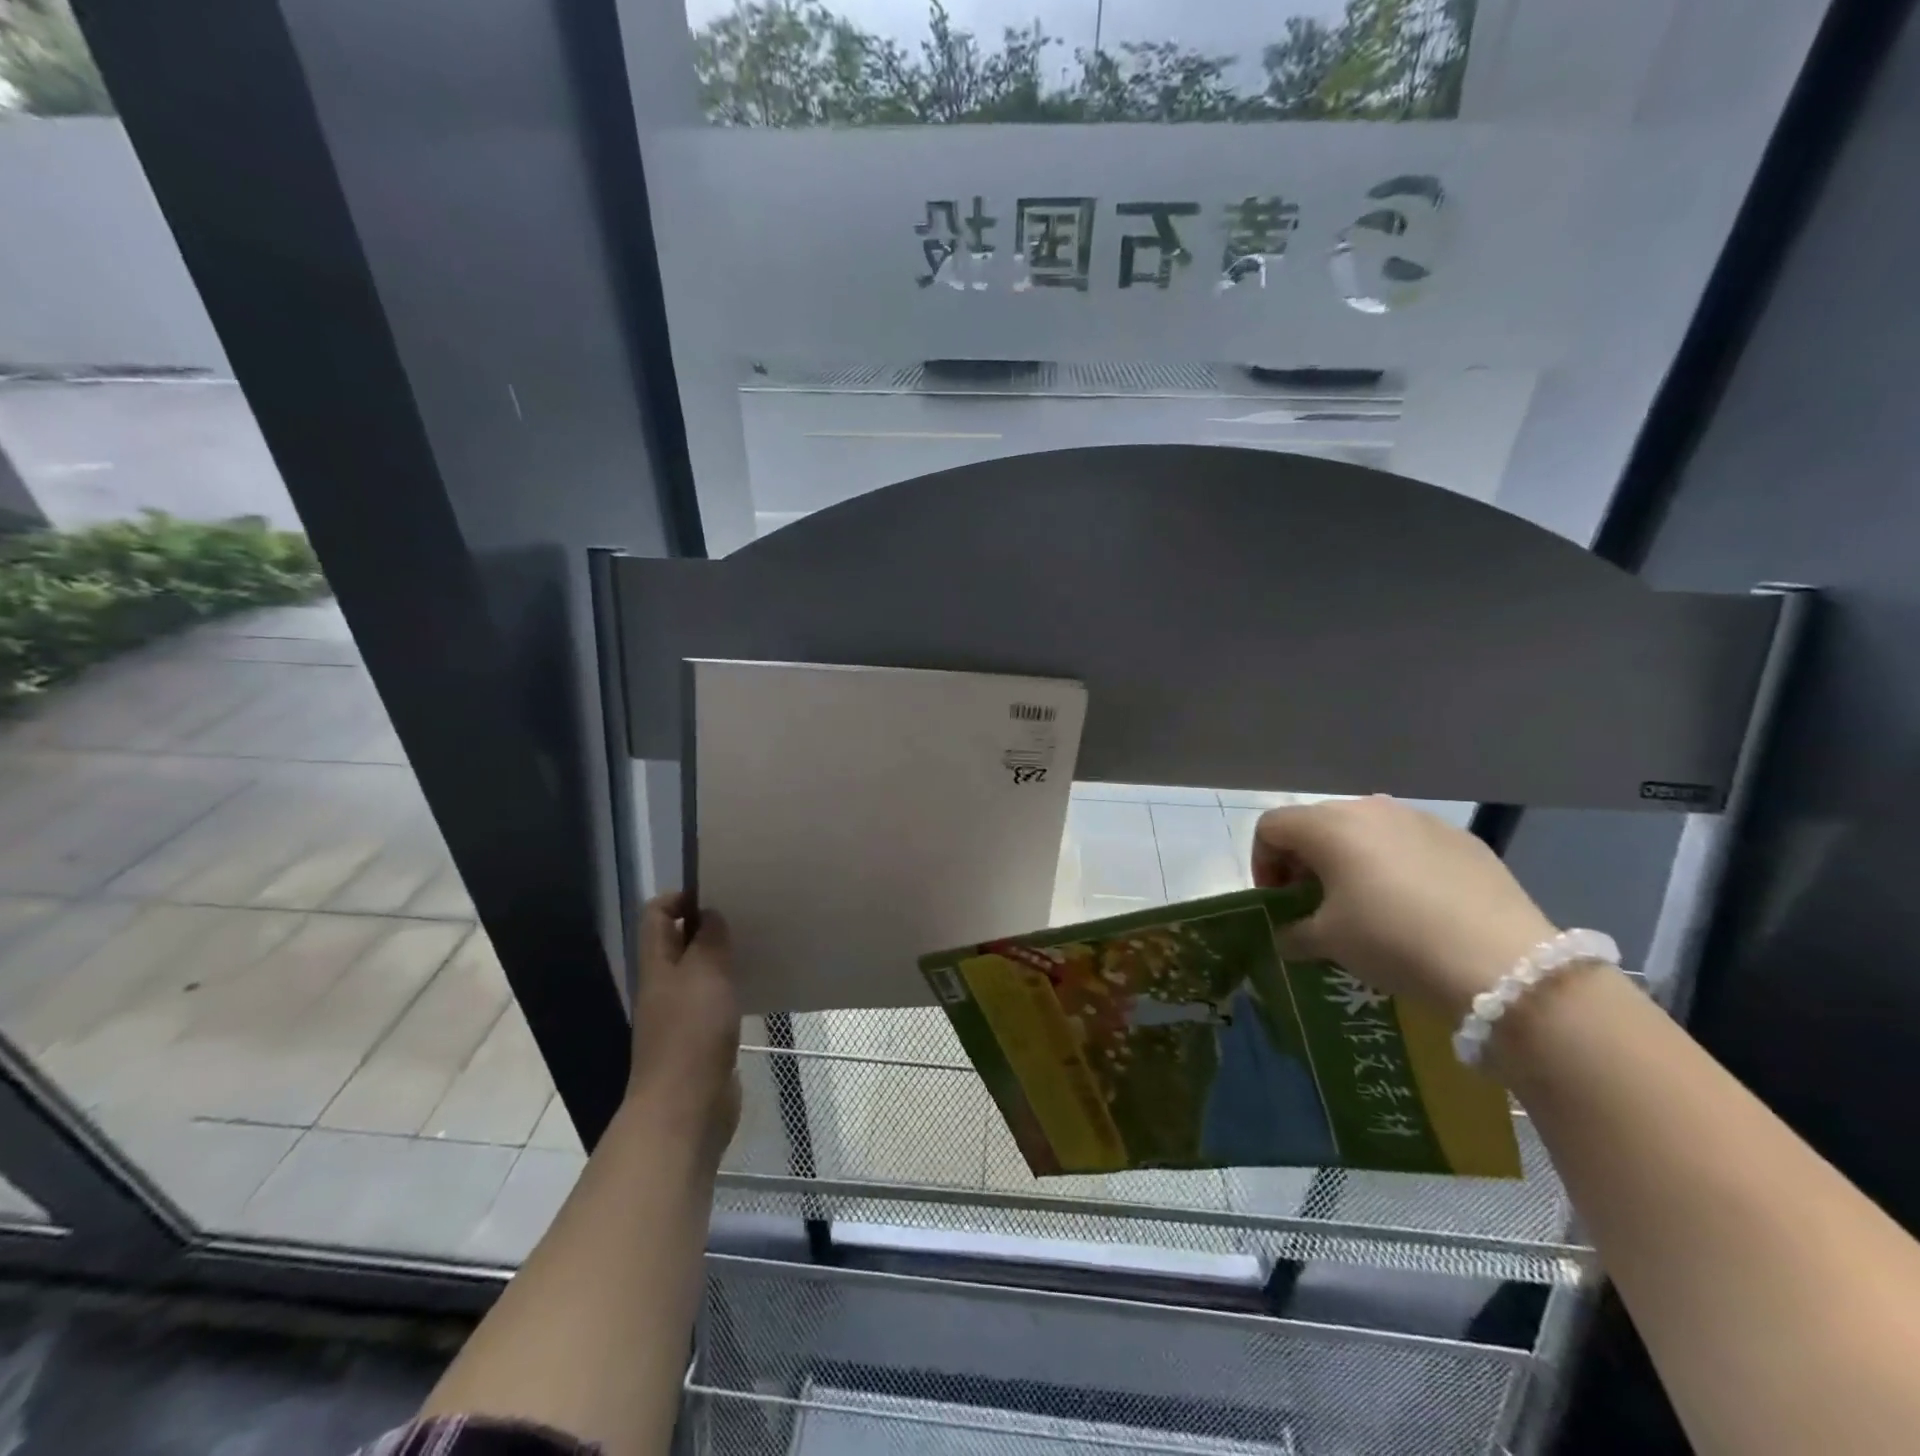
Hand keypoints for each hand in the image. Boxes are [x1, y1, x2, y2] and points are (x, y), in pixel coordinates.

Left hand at [627, 892, 741, 1155]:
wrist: (686, 1110)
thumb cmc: (692, 1034)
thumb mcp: (705, 974)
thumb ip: (709, 940)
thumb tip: (710, 915)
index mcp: (657, 966)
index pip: (655, 916)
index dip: (680, 897)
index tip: (718, 894)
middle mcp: (664, 987)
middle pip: (678, 943)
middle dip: (708, 926)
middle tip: (746, 915)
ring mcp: (681, 1016)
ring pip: (699, 973)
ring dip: (722, 958)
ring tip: (757, 945)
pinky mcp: (701, 1041)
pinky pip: (715, 1002)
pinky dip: (732, 989)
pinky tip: (756, 987)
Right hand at [1251, 796, 1558, 1018]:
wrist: (1502, 963)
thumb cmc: (1392, 940)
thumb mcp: (1328, 942)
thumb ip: (1293, 933)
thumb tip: (1287, 935)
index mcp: (1327, 826)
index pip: (1272, 828)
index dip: (1263, 864)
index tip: (1279, 902)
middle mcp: (1369, 808)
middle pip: (1317, 824)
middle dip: (1305, 861)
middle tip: (1314, 904)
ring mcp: (1420, 819)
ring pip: (1365, 831)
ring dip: (1350, 861)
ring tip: (1364, 904)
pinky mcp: (1461, 838)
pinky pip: (1409, 843)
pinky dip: (1395, 865)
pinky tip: (1414, 906)